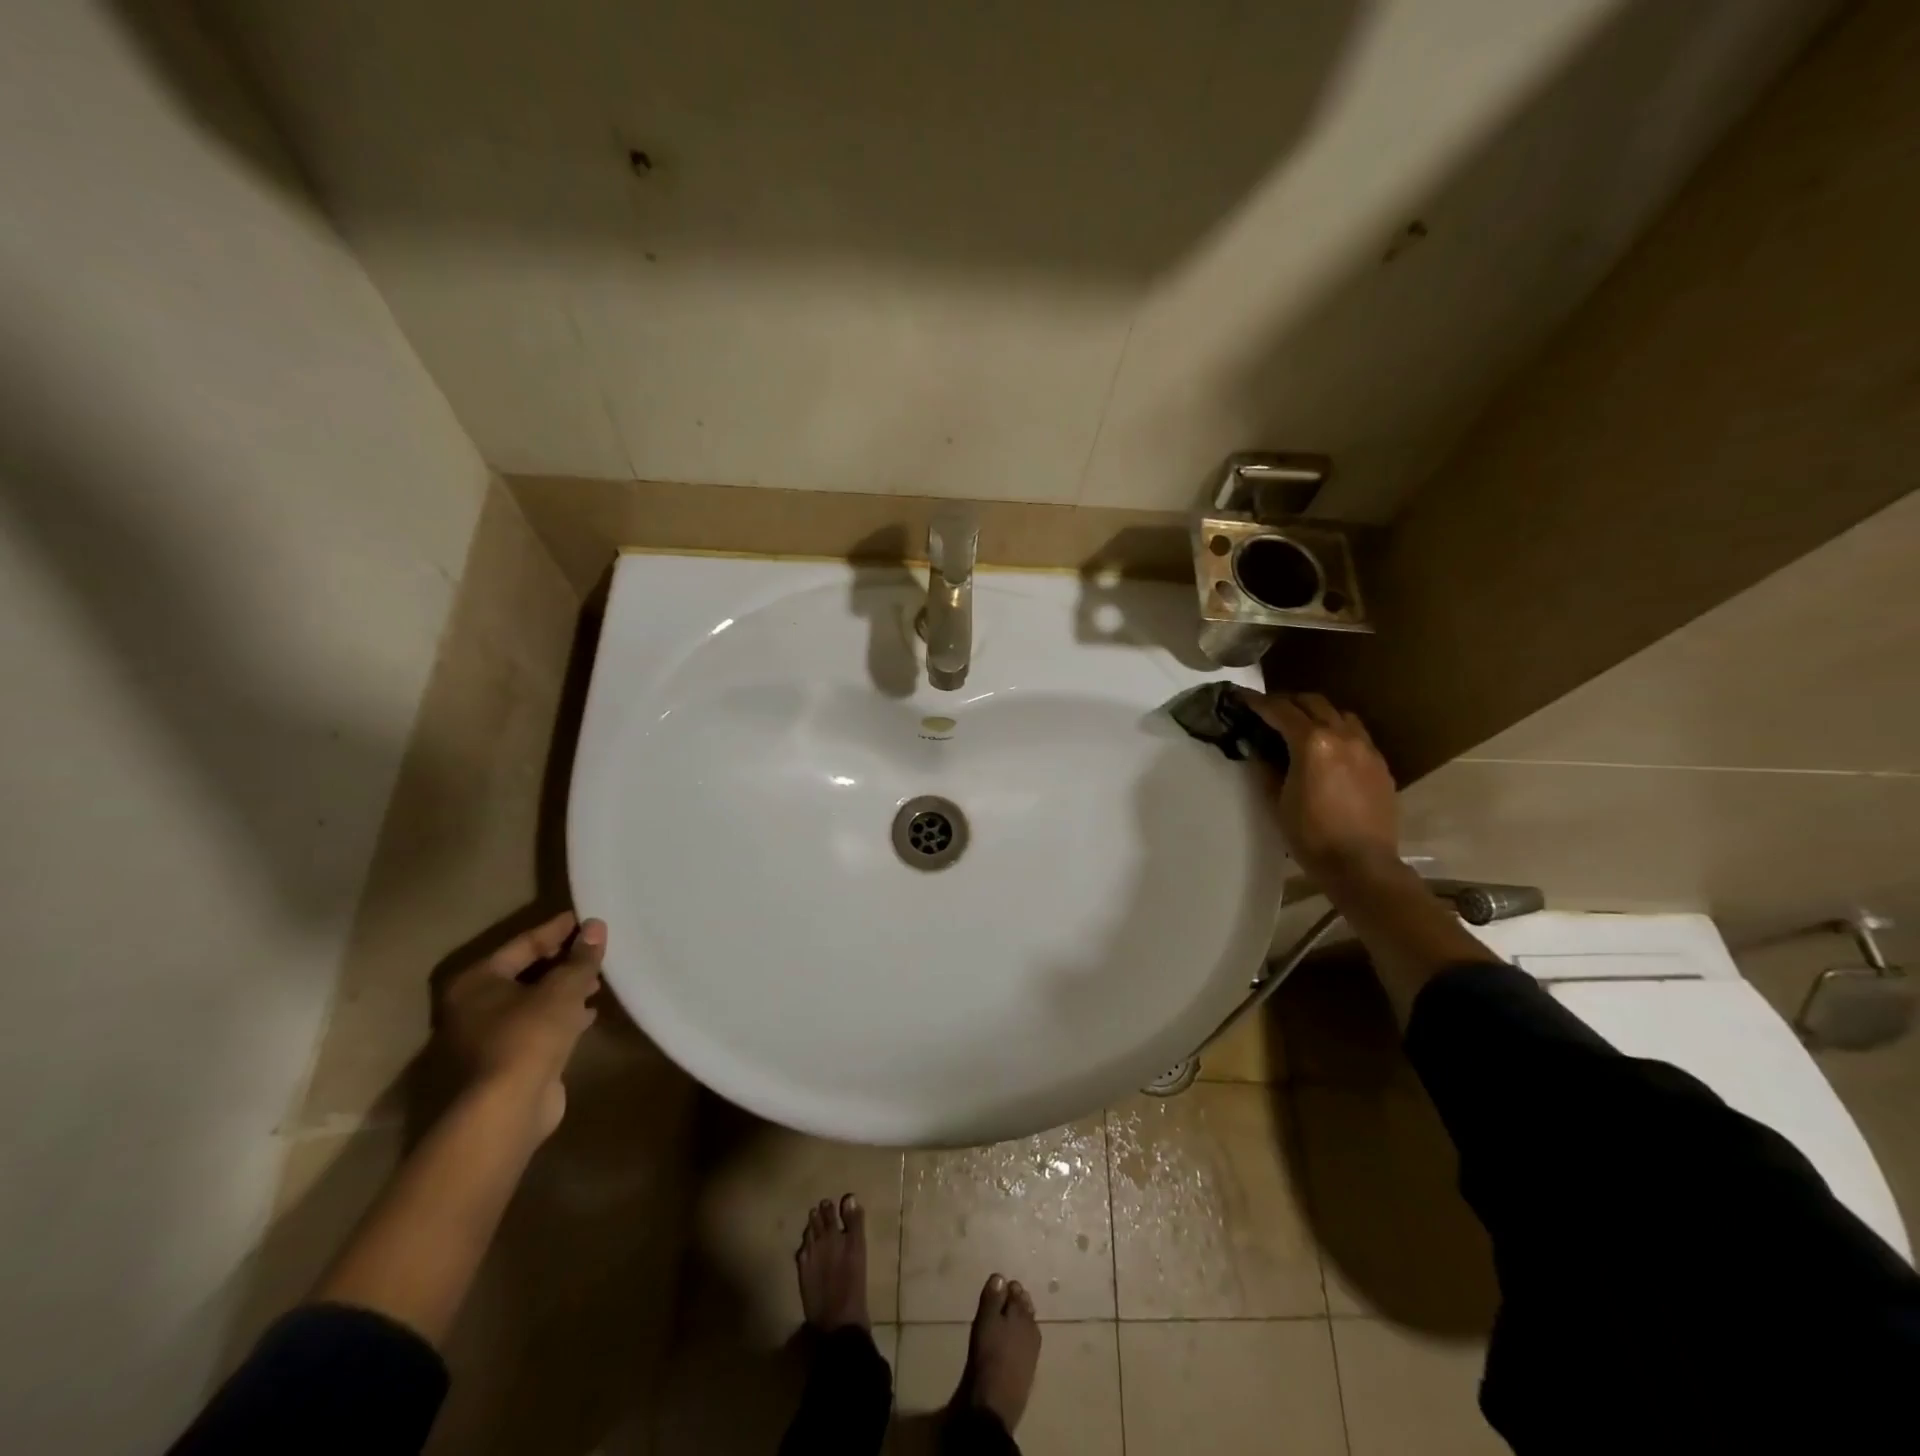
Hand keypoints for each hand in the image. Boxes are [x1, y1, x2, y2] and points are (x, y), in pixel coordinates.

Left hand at [436, 911, 604, 1138]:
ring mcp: (486, 1037)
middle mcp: (473, 1007)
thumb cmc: (529, 1036)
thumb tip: (596, 926)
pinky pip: (536, 1026)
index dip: (557, 930)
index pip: (523, 944)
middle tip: (595, 950)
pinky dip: (561, 1017)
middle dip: (562, 961)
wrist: (507, 1109)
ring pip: (532, 1001)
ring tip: (598, 981)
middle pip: (525, 972)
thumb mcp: (563, 988)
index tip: (586, 919)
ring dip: (564, 990)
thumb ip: (581, 956)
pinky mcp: (504, 1062)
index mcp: (476, 981)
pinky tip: (589, 1013)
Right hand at [1244, 692, 1399, 883]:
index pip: (1280, 710)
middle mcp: (1342, 736)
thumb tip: (1258, 748)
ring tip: (1300, 725)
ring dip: (1316, 712)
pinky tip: (1327, 749)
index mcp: (1312, 743)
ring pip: (1339, 714)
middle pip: (1312, 702)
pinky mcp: (1380, 764)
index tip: (1241, 698)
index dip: (1257, 702)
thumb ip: (1266, 767)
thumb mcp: (1276, 800)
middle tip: (1268, 710)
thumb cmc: (1310, 835)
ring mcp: (1366, 748)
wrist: (1361, 864)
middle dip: (1287, 701)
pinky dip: (1337, 731)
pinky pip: (1356, 734)